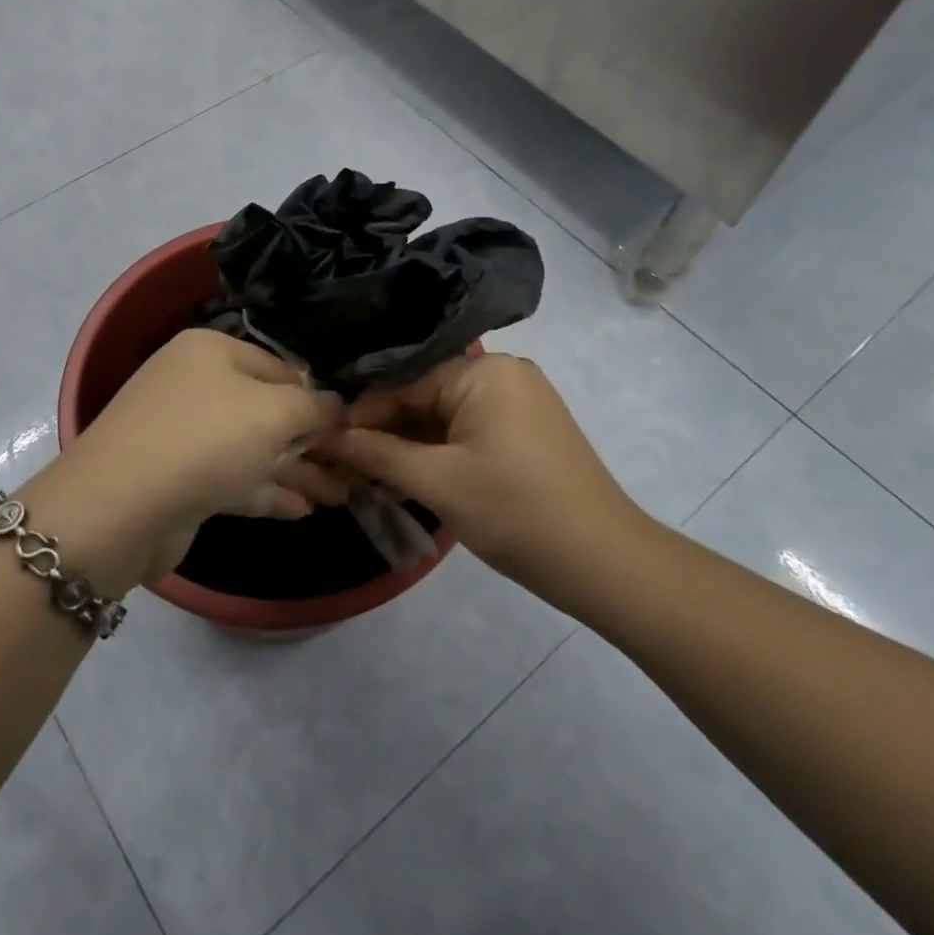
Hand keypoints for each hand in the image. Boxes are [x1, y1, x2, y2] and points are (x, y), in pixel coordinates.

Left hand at [41, 328, 345, 583]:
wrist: (119, 509)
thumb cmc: (205, 440)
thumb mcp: (273, 412)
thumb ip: (314, 406)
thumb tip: (338, 406)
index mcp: (211, 351)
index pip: (280, 366)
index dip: (318, 395)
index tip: (354, 425)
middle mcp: (195, 385)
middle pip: (267, 409)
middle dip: (312, 440)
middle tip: (354, 467)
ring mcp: (184, 434)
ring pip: (253, 448)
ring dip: (296, 469)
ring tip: (342, 493)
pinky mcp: (179, 480)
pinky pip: (234, 479)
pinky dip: (267, 491)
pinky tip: (304, 510)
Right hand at [330, 353, 654, 598]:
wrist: (606, 563)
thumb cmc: (516, 512)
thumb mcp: (437, 482)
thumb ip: (378, 454)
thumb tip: (328, 438)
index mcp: (484, 371)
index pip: (404, 383)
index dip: (364, 415)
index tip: (327, 443)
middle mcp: (502, 374)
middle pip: (424, 398)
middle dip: (386, 434)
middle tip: (346, 467)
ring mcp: (518, 402)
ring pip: (444, 419)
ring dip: (409, 449)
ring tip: (369, 480)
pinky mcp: (526, 431)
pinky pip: (468, 433)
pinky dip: (439, 455)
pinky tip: (406, 481)